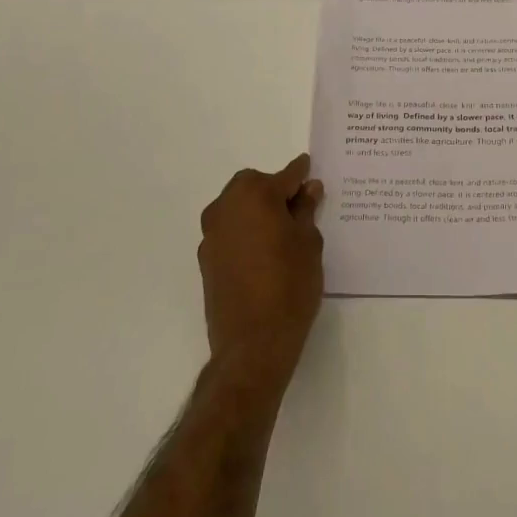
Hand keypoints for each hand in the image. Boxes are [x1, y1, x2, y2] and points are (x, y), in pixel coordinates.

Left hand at [198, 153, 324, 397]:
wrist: (253, 343)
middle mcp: (227, 206)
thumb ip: (306, 210)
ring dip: (256, 210)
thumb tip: (308, 189)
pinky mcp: (205, 258)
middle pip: (253, 185)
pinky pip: (228, 230)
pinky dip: (244, 231)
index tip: (311, 172)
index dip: (301, 174)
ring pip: (237, 206)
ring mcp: (212, 233)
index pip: (285, 175)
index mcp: (256, 195)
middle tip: (297, 208)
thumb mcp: (309, 243)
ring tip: (280, 232)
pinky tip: (262, 252)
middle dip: (274, 190)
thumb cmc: (290, 285)